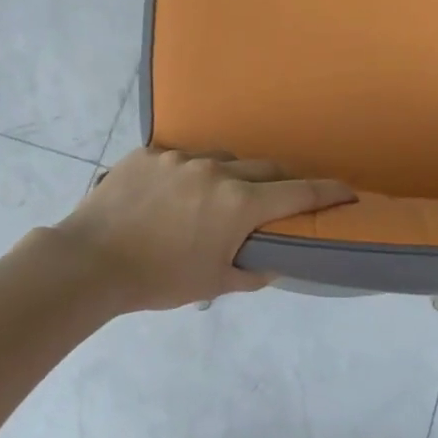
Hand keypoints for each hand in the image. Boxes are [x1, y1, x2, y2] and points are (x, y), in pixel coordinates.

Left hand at [51, 148, 354, 312]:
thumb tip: (273, 262)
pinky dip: (191, 172)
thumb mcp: (213, 283)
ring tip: (220, 195)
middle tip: (281, 198)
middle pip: (264, 167)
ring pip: (222, 158)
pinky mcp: (148, 153)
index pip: (298, 192)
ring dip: (233, 174)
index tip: (347, 191)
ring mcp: (179, 157)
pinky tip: (176, 192)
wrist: (90, 262)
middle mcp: (215, 171)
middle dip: (280, 181)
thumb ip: (252, 271)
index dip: (328, 192)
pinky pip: (182, 157)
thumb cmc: (158, 279)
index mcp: (238, 203)